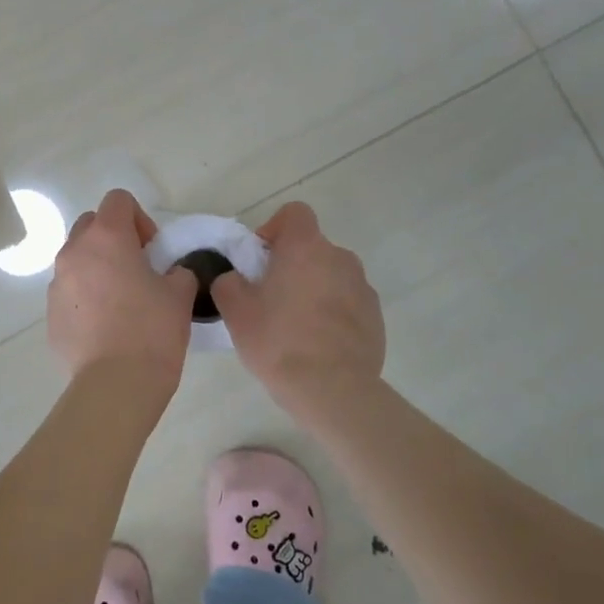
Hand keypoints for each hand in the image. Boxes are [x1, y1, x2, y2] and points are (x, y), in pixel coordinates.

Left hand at [47, 189, 197, 388]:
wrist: (115, 384)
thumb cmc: (152, 330)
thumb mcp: (180, 294)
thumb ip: (178, 271)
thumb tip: (171, 273)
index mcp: (106, 238)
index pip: (118, 200)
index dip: (140, 218)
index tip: (153, 250)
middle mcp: (74, 253)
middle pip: (91, 224)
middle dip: (114, 238)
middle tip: (137, 268)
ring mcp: (57, 284)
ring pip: (77, 259)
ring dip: (97, 267)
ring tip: (121, 300)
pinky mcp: (50, 314)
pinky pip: (69, 292)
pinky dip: (86, 297)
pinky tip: (106, 327)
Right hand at [212, 202, 384, 404]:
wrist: (333, 390)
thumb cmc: (279, 342)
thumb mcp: (235, 311)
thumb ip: (228, 282)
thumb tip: (235, 278)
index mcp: (306, 248)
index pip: (294, 213)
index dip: (274, 229)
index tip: (260, 259)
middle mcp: (340, 258)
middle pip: (311, 248)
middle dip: (291, 265)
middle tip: (270, 299)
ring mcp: (363, 287)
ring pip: (330, 276)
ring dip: (313, 289)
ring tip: (295, 326)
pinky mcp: (375, 317)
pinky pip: (347, 303)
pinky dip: (333, 313)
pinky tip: (318, 344)